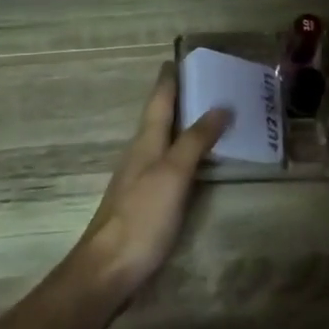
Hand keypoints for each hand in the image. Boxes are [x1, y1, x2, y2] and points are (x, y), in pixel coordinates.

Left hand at [69, 65, 229, 294]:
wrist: (109, 269)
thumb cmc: (142, 217)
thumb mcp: (172, 174)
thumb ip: (195, 141)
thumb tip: (219, 106)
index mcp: (145, 143)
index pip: (158, 102)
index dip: (168, 80)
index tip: (178, 59)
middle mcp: (139, 156)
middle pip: (158, 119)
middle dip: (177, 100)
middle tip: (203, 84)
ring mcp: (139, 181)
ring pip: (161, 142)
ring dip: (180, 126)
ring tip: (205, 117)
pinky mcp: (143, 204)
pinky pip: (166, 166)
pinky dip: (182, 154)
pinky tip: (192, 163)